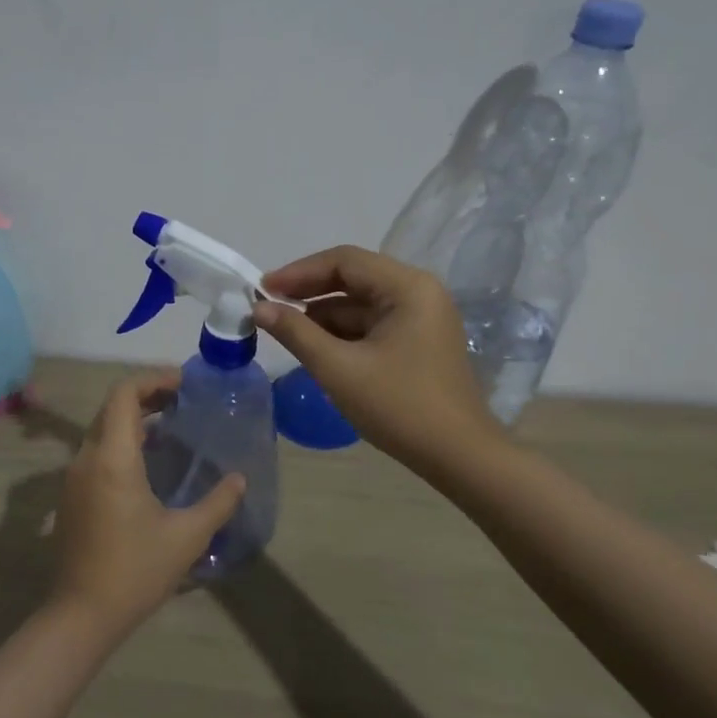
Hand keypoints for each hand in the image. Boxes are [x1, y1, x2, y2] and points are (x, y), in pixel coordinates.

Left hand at [49, 370, 245, 638]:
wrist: (82, 614)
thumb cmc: (135, 571)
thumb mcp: (187, 537)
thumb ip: (218, 502)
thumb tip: (240, 478)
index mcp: (113, 458)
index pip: (124, 394)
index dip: (154, 379)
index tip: (185, 384)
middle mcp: (87, 458)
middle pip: (113, 407)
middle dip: (147, 395)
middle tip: (184, 402)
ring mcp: (74, 477)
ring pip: (103, 428)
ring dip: (134, 419)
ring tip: (172, 427)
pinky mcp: (72, 495)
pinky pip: (97, 451)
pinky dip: (122, 441)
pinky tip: (150, 463)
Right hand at [254, 245, 500, 471]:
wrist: (458, 457)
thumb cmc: (398, 406)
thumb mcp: (338, 368)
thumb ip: (295, 332)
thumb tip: (258, 307)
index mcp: (408, 287)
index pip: (344, 261)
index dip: (299, 272)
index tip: (262, 289)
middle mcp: (419, 292)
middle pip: (354, 278)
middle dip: (309, 292)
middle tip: (267, 306)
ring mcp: (422, 317)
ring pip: (361, 303)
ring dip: (323, 314)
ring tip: (284, 330)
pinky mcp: (418, 341)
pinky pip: (372, 324)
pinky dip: (342, 332)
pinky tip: (315, 346)